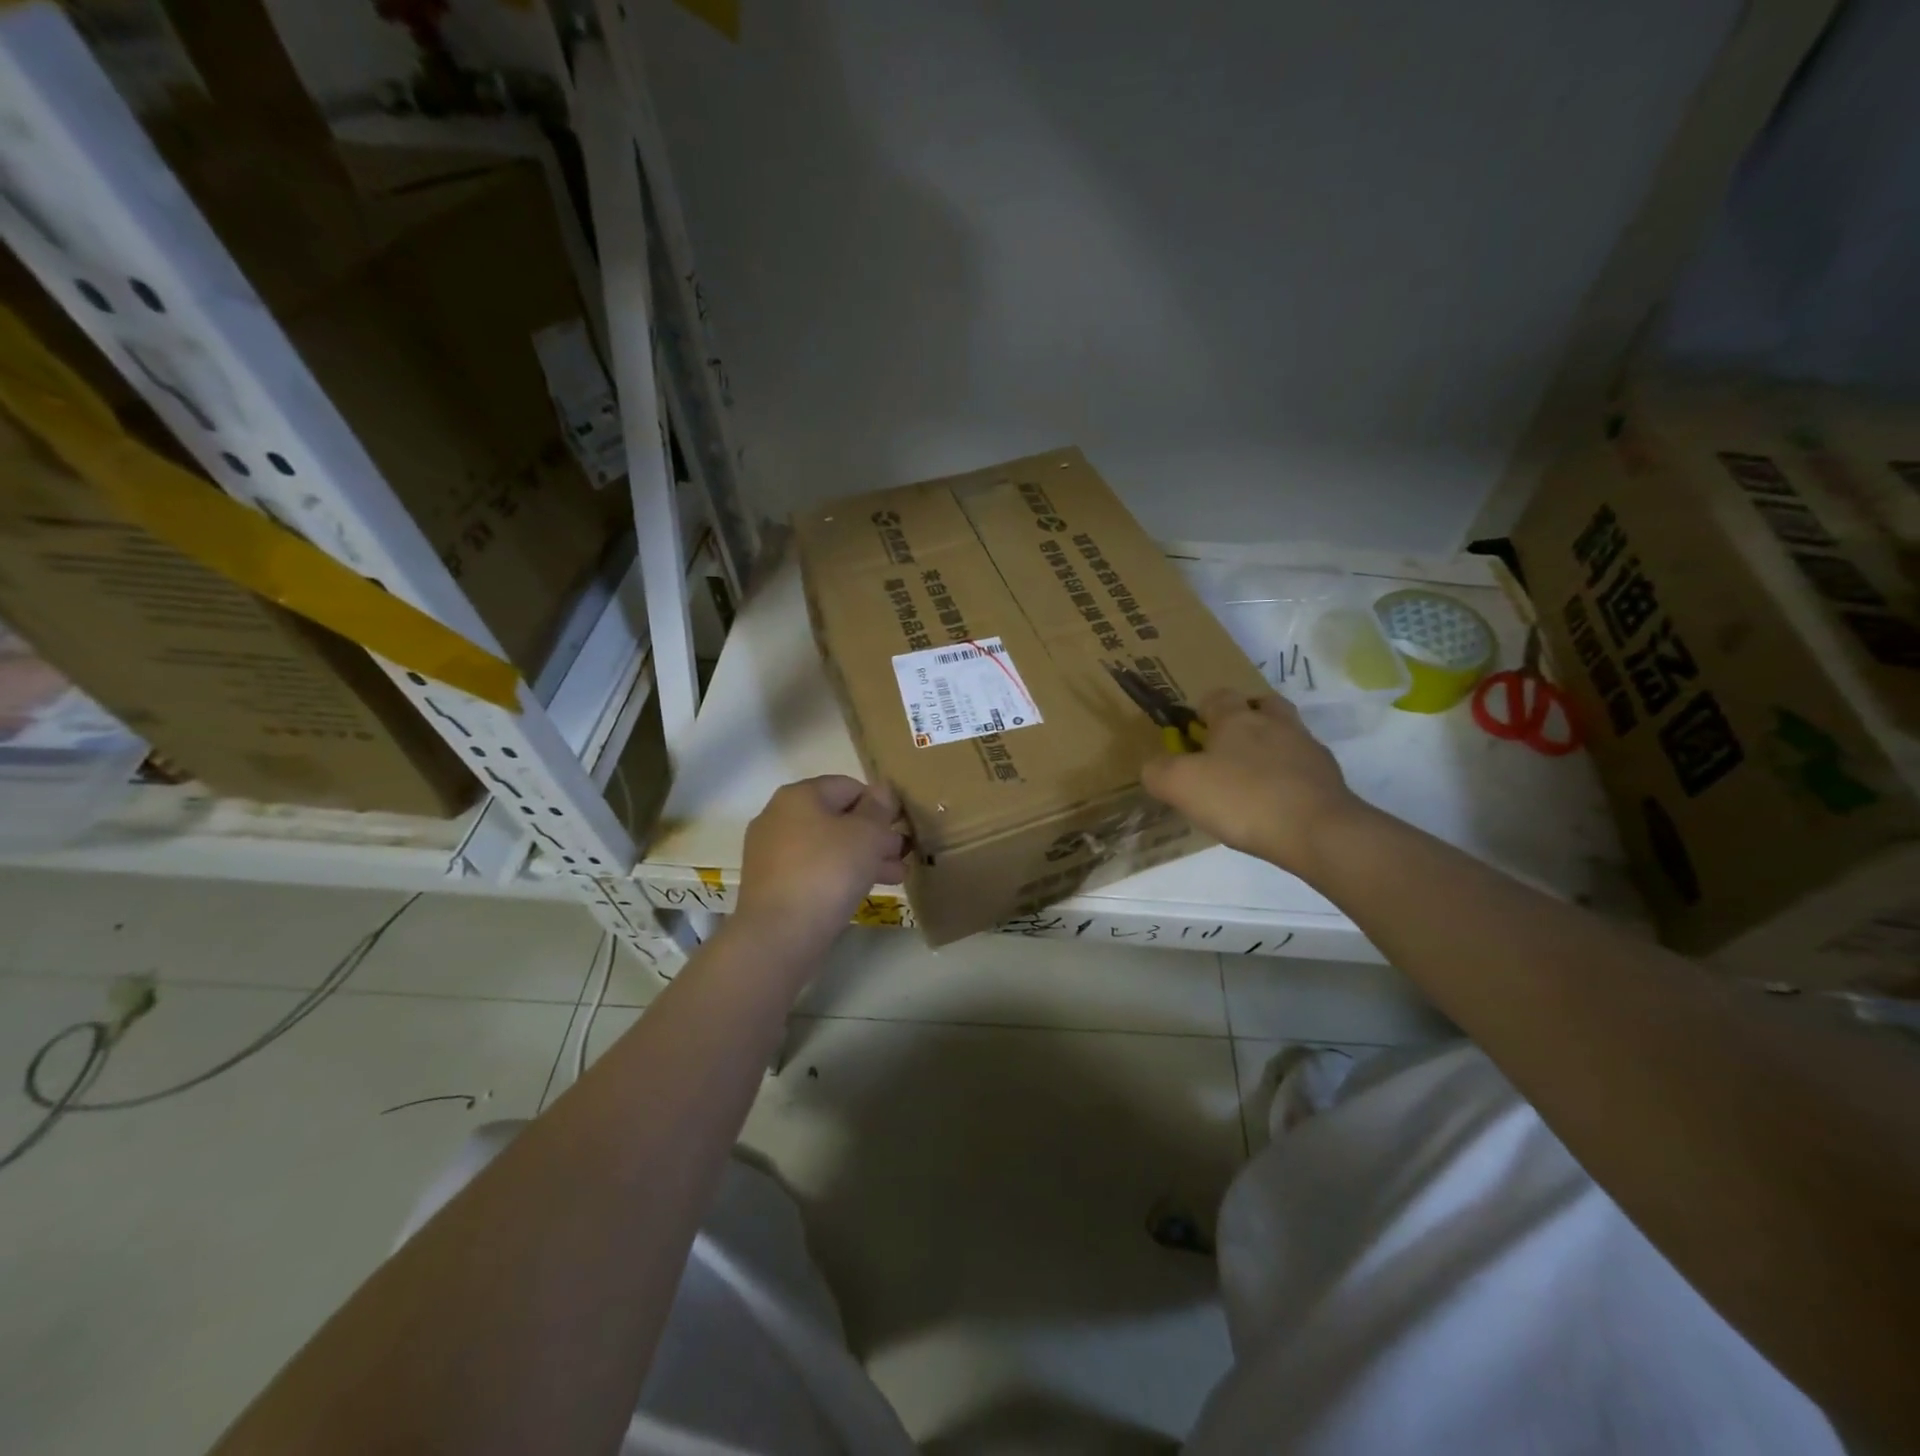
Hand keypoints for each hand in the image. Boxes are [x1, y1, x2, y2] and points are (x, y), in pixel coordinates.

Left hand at [734, 776, 907, 952]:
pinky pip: (812, 869)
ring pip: (827, 846)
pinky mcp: (770, 883)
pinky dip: (838, 874)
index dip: (880, 803)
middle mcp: (779, 816)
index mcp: (799, 795)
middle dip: (874, 834)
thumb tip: (881, 790)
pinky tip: (863, 890)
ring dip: (862, 857)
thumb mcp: (866, 835)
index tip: (902, 826)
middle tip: (902, 853)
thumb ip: (878, 809)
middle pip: (837, 817)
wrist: (778, 935)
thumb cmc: (827, 872)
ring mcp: (770, 852)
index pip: (849, 786)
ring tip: (896, 876)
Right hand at [1142, 690, 1367, 877]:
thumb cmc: (1242, 799)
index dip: (1202, 710)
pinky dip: (1289, 777)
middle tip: (1227, 747)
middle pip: (1261, 704)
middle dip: (1245, 718)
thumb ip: (1158, 771)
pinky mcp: (1329, 778)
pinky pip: (1303, 767)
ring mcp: (1307, 749)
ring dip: (1270, 746)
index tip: (1192, 735)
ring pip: (1286, 733)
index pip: (1218, 696)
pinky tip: (1276, 803)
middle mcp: (1275, 724)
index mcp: (1237, 719)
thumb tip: (1155, 766)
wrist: (1318, 831)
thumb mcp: (1180, 785)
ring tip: (1252, 778)